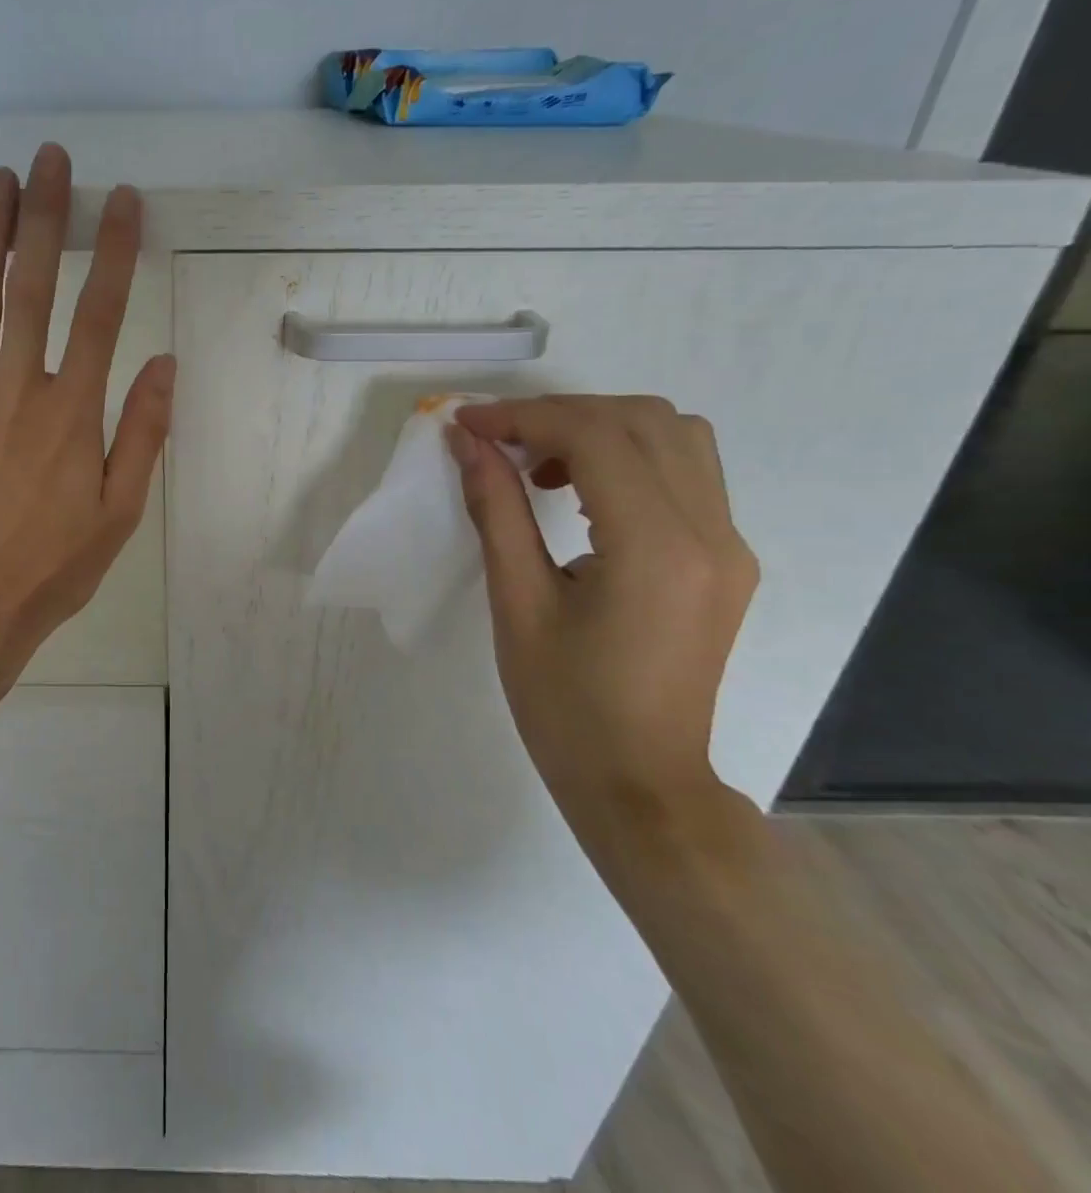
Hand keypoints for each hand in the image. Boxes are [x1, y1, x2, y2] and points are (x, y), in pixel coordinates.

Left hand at [0, 143, 174, 737]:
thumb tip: (163, 365)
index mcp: (73, 412)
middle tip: (49, 159)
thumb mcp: (118, 513)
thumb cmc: (49, 568)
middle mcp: (18, 388)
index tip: (123, 200)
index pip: (100, 312)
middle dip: (43, 216)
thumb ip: (142, 434)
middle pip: (32, 286)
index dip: (114, 250)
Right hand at [447, 395, 758, 847]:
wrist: (640, 781)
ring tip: (539, 465)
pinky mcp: (726, 559)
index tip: (466, 424)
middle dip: (559, 413)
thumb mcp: (516, 602)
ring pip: (674, 435)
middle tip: (497, 441)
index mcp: (657, 548)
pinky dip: (626, 456)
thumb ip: (496, 509)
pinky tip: (580, 493)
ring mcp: (729, 544)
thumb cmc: (564, 703)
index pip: (595, 437)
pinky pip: (684, 472)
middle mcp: (711, 533)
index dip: (524, 416)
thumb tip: (468, 443)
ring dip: (599, 428)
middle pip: (643, 420)